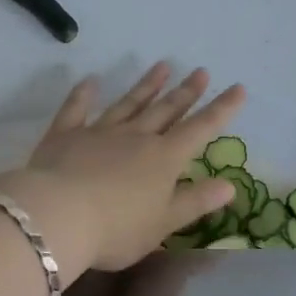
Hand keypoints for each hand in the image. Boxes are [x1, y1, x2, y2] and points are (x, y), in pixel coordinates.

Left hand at [0, 63, 244, 273]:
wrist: (58, 216)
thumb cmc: (117, 229)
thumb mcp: (164, 223)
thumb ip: (196, 201)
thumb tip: (230, 185)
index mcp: (164, 159)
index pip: (200, 129)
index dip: (221, 109)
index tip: (238, 88)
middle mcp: (135, 138)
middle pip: (165, 110)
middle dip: (185, 91)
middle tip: (200, 71)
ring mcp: (99, 132)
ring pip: (128, 104)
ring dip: (146, 86)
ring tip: (162, 66)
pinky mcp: (65, 135)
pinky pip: (77, 109)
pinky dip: (84, 94)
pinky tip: (91, 81)